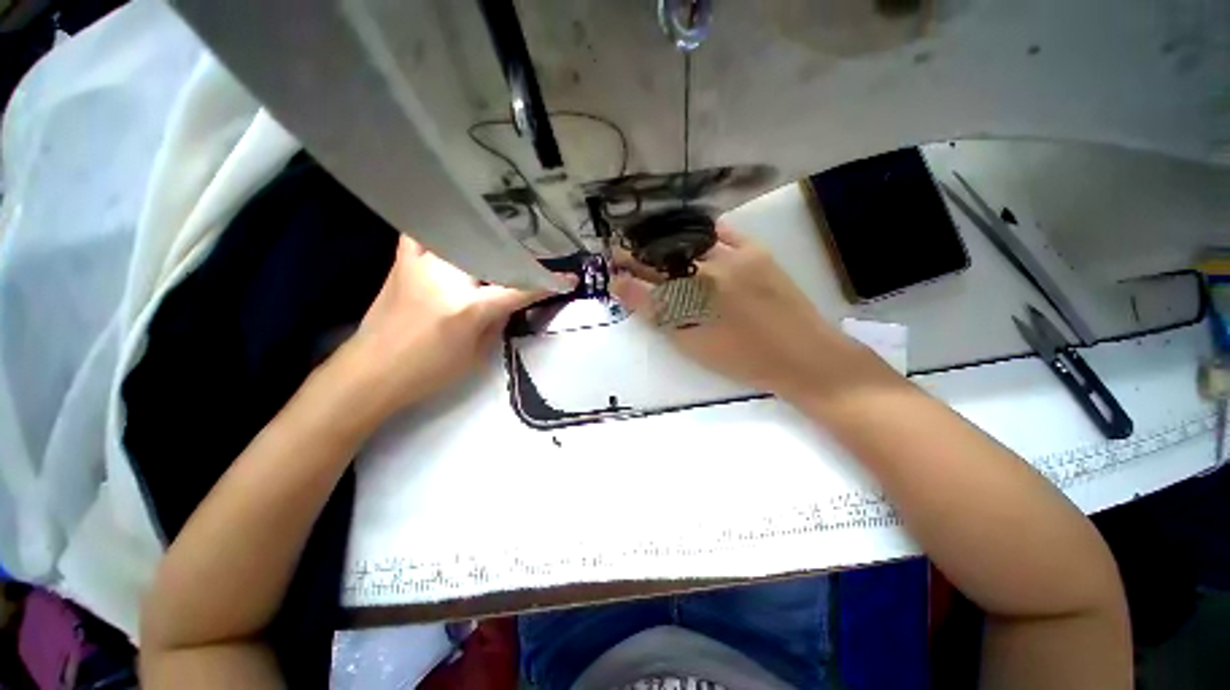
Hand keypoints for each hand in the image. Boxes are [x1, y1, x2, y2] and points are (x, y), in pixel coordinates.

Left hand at [337, 236, 556, 416]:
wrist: (370, 373)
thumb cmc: (428, 372)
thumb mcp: (477, 354)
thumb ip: (498, 322)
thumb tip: (512, 300)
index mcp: (469, 307)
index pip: (519, 289)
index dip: (548, 284)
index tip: (569, 278)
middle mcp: (447, 277)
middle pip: (492, 254)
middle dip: (518, 253)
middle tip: (534, 253)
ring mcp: (422, 264)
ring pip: (459, 233)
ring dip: (483, 233)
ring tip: (500, 230)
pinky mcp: (403, 262)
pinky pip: (423, 232)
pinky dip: (439, 226)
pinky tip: (452, 226)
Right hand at [611, 223, 885, 402]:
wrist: (803, 356)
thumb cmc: (743, 359)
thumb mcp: (693, 345)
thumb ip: (660, 316)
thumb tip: (627, 292)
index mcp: (689, 304)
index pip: (646, 286)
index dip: (626, 278)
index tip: (613, 273)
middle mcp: (706, 274)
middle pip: (662, 261)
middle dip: (639, 257)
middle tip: (623, 254)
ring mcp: (733, 258)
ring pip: (687, 244)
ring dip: (664, 243)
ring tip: (651, 243)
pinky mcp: (757, 251)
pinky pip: (723, 233)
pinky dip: (704, 232)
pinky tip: (693, 235)